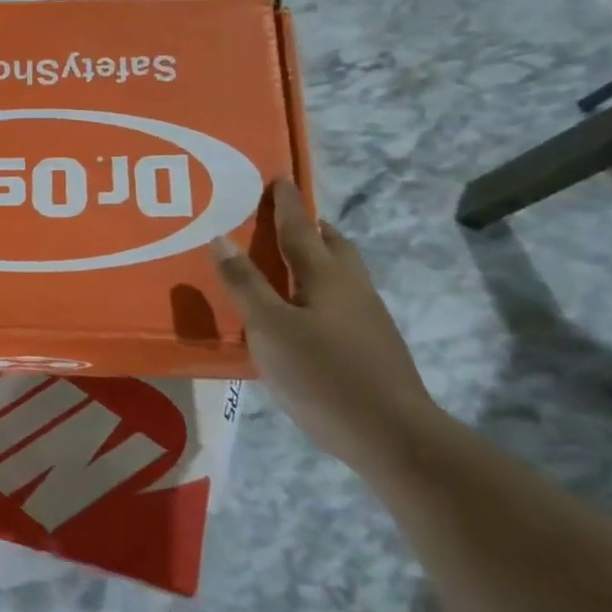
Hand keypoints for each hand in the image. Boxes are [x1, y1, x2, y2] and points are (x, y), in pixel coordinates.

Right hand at [211, 180, 442, 470]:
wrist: (392, 434)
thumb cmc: (323, 375)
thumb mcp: (269, 329)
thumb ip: (244, 284)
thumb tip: (219, 238)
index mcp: (326, 276)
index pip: (300, 228)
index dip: (286, 203)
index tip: (279, 177)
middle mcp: (352, 287)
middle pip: (331, 245)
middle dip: (309, 227)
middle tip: (282, 220)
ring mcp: (367, 317)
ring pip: (341, 272)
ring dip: (317, 257)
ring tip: (287, 263)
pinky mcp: (372, 344)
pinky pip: (341, 298)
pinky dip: (320, 287)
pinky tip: (303, 311)